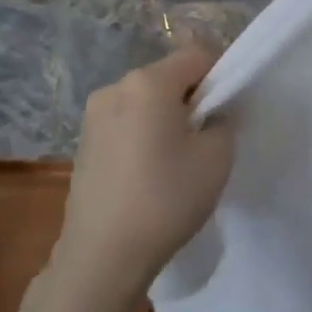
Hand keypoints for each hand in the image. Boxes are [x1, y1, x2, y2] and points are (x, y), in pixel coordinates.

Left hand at [52, 47, 235, 301]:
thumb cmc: (167, 199)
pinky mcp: (83, 143)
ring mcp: (93, 115)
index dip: (221, 76)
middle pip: (168, 77)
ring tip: (176, 161)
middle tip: (206, 139)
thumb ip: (223, 121)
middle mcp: (115, 87)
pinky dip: (143, 135)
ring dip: (165, 118)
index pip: (197, 55)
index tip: (228, 111)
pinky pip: (125, 123)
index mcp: (148, 82)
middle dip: (191, 98)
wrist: (103, 255)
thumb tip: (211, 114)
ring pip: (145, 101)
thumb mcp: (217, 157)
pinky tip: (149, 173)